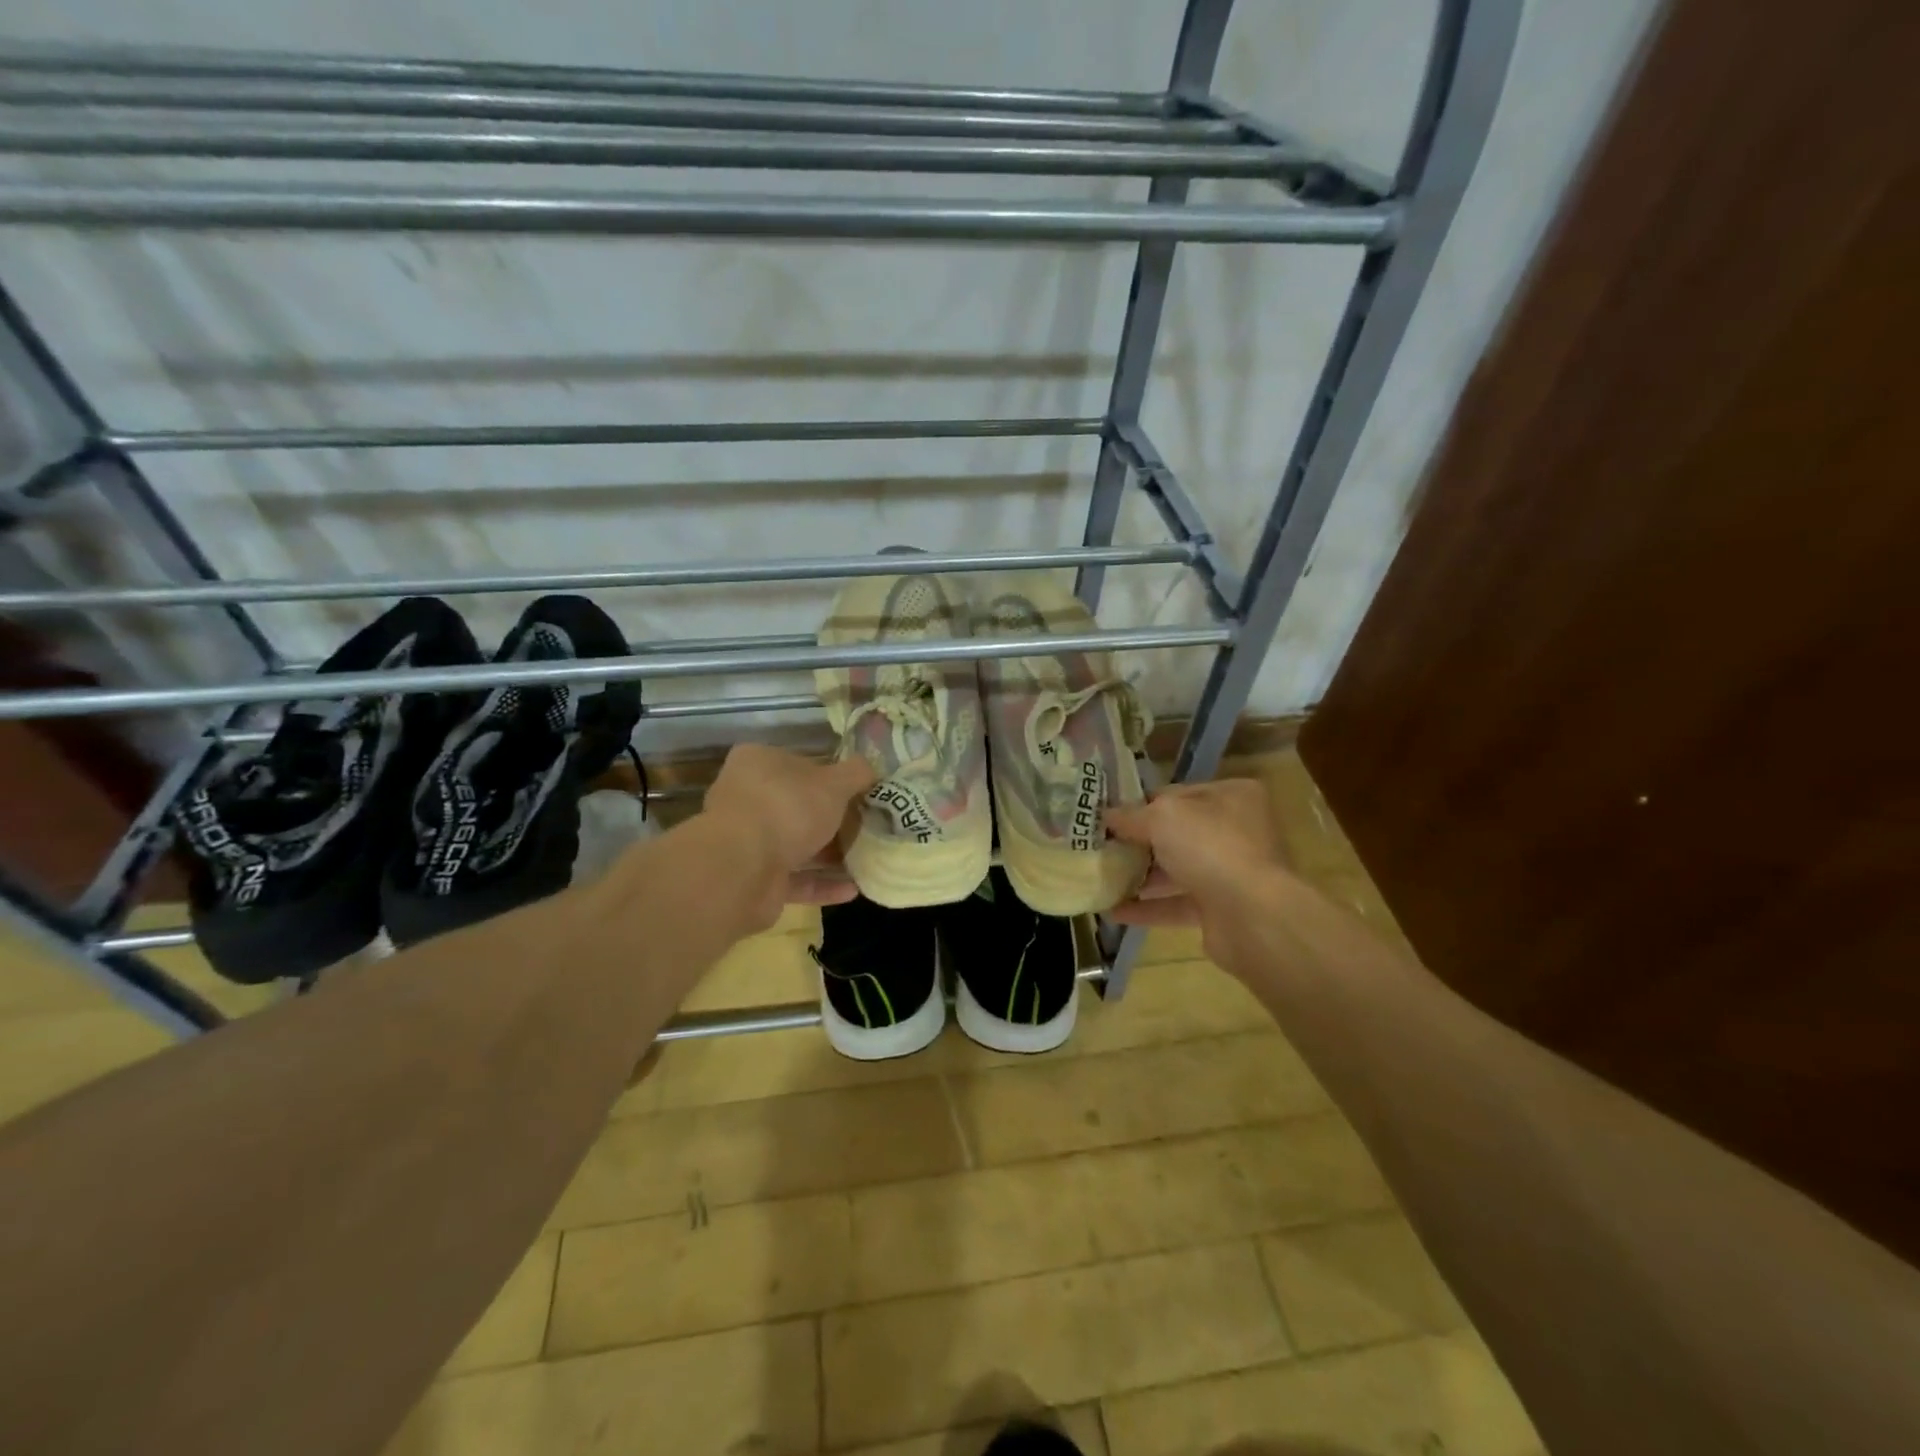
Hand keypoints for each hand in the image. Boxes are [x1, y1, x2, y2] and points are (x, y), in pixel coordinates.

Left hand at [701, 744, 875, 926]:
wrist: (743, 870)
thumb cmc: (788, 808)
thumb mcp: (834, 782)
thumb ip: (856, 773)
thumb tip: (872, 768)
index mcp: (758, 763)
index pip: (799, 763)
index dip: (831, 775)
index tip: (861, 790)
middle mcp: (747, 799)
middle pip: (798, 806)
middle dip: (833, 819)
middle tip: (869, 825)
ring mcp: (748, 841)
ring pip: (796, 845)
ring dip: (830, 854)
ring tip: (869, 859)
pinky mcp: (755, 879)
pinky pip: (795, 879)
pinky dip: (823, 884)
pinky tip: (855, 889)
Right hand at [1106, 778, 1290, 967]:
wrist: (1253, 916)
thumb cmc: (1211, 847)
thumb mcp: (1162, 817)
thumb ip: (1131, 815)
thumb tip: (1106, 816)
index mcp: (1232, 796)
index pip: (1177, 793)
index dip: (1140, 803)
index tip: (1107, 815)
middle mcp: (1237, 830)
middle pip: (1177, 832)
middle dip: (1138, 841)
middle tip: (1100, 846)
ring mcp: (1231, 871)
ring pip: (1177, 869)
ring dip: (1141, 875)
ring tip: (1101, 877)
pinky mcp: (1222, 909)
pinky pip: (1177, 904)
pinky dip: (1148, 908)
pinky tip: (1114, 911)